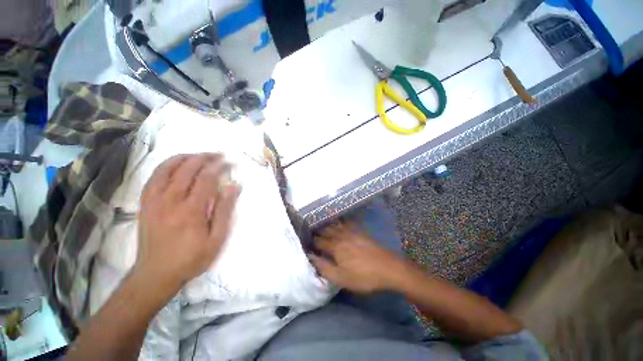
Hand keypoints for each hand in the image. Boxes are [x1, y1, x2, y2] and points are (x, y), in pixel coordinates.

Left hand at [135, 153, 238, 298]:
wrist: (156, 274)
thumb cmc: (192, 258)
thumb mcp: (216, 239)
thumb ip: (225, 211)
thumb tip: (233, 186)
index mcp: (191, 211)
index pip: (206, 178)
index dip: (220, 166)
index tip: (230, 161)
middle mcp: (170, 201)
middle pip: (187, 169)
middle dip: (204, 157)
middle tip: (218, 155)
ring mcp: (154, 201)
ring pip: (167, 169)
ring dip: (185, 157)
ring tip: (199, 155)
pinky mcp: (145, 204)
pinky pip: (154, 177)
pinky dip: (166, 166)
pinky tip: (176, 164)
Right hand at [309, 223, 407, 293]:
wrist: (388, 268)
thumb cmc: (363, 276)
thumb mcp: (341, 278)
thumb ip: (323, 267)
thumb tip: (310, 257)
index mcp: (335, 246)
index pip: (318, 241)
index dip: (311, 242)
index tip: (306, 244)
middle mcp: (341, 235)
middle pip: (326, 230)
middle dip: (317, 232)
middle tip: (311, 233)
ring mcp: (352, 231)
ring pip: (335, 225)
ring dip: (327, 225)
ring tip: (321, 226)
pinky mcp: (360, 231)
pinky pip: (346, 223)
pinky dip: (340, 222)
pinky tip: (339, 223)